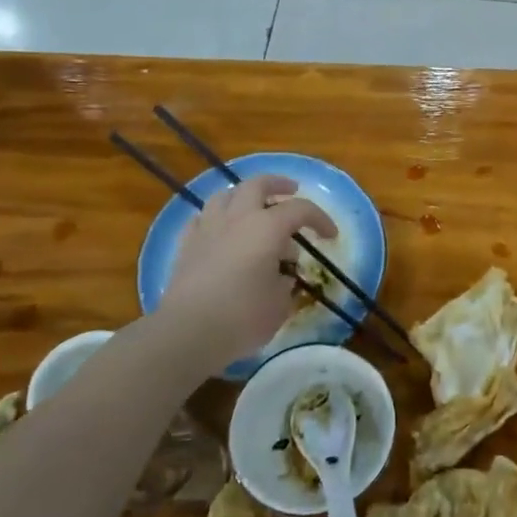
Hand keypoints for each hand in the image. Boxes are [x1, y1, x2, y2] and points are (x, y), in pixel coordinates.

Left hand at [158, 174, 338, 370]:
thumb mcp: (280, 303)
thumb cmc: (243, 316)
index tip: (330, 236)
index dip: (320, 219)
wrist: (188, 332)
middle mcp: (237, 218)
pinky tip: (221, 230)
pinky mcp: (185, 245)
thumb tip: (280, 275)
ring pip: (225, 195)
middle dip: (278, 184)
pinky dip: (217, 218)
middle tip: (291, 190)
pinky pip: (203, 218)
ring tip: (253, 208)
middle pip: (258, 184)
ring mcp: (207, 228)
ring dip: (244, 196)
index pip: (301, 209)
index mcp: (267, 227)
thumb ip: (285, 282)